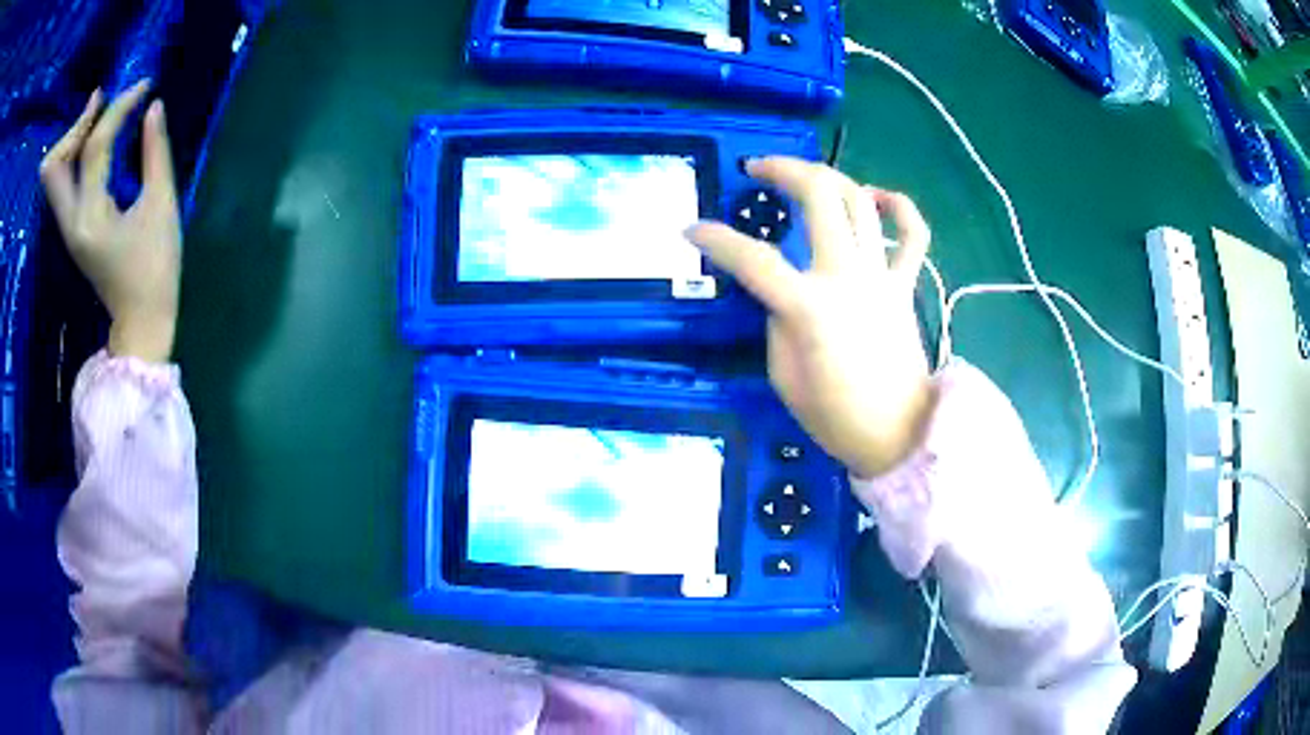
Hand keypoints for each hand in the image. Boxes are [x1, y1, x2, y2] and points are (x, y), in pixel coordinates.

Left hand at [40, 82, 181, 363]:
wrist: (140, 321)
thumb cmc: (156, 269)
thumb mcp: (162, 206)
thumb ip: (155, 153)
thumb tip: (154, 106)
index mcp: (92, 219)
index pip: (94, 146)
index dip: (119, 108)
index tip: (145, 87)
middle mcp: (71, 222)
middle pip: (54, 165)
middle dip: (77, 125)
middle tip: (102, 100)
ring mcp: (68, 227)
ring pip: (52, 174)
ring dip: (71, 138)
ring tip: (97, 112)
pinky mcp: (72, 227)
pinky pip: (61, 182)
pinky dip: (72, 153)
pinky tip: (92, 136)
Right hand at [688, 158, 934, 478]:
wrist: (898, 435)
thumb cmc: (836, 417)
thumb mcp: (784, 376)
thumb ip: (776, 322)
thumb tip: (780, 292)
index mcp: (809, 307)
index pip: (752, 259)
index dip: (715, 238)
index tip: (690, 229)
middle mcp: (847, 276)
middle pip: (819, 196)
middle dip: (782, 169)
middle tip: (757, 169)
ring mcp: (882, 276)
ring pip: (860, 201)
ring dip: (829, 176)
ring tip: (804, 176)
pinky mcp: (905, 284)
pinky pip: (913, 234)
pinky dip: (899, 207)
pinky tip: (876, 197)